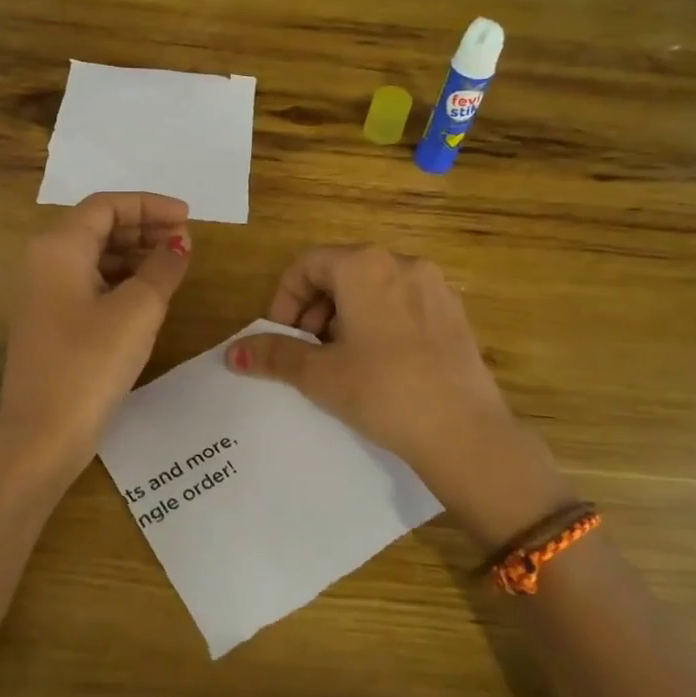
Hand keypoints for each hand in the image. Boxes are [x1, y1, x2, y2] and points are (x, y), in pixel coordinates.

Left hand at [0, 193, 192, 483]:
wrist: (42, 435)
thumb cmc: (90, 364)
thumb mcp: (137, 311)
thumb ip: (162, 268)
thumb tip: (179, 243)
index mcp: (58, 247)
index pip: (106, 206)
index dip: (150, 206)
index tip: (188, 217)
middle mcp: (43, 262)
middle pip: (97, 227)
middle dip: (143, 228)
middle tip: (185, 241)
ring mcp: (42, 294)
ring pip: (93, 256)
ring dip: (134, 254)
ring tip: (173, 266)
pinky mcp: (50, 322)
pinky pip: (88, 283)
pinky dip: (120, 280)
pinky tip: (148, 295)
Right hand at [225, 245, 569, 547]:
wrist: (464, 432)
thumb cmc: (382, 391)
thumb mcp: (319, 374)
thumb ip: (274, 355)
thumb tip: (231, 353)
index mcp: (366, 266)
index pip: (308, 264)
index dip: (285, 299)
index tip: (282, 337)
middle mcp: (403, 264)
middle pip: (342, 272)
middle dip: (314, 309)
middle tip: (307, 351)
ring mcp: (435, 288)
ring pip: (374, 289)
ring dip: (345, 316)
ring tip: (340, 360)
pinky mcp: (456, 314)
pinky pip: (404, 304)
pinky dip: (379, 322)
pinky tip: (379, 365)